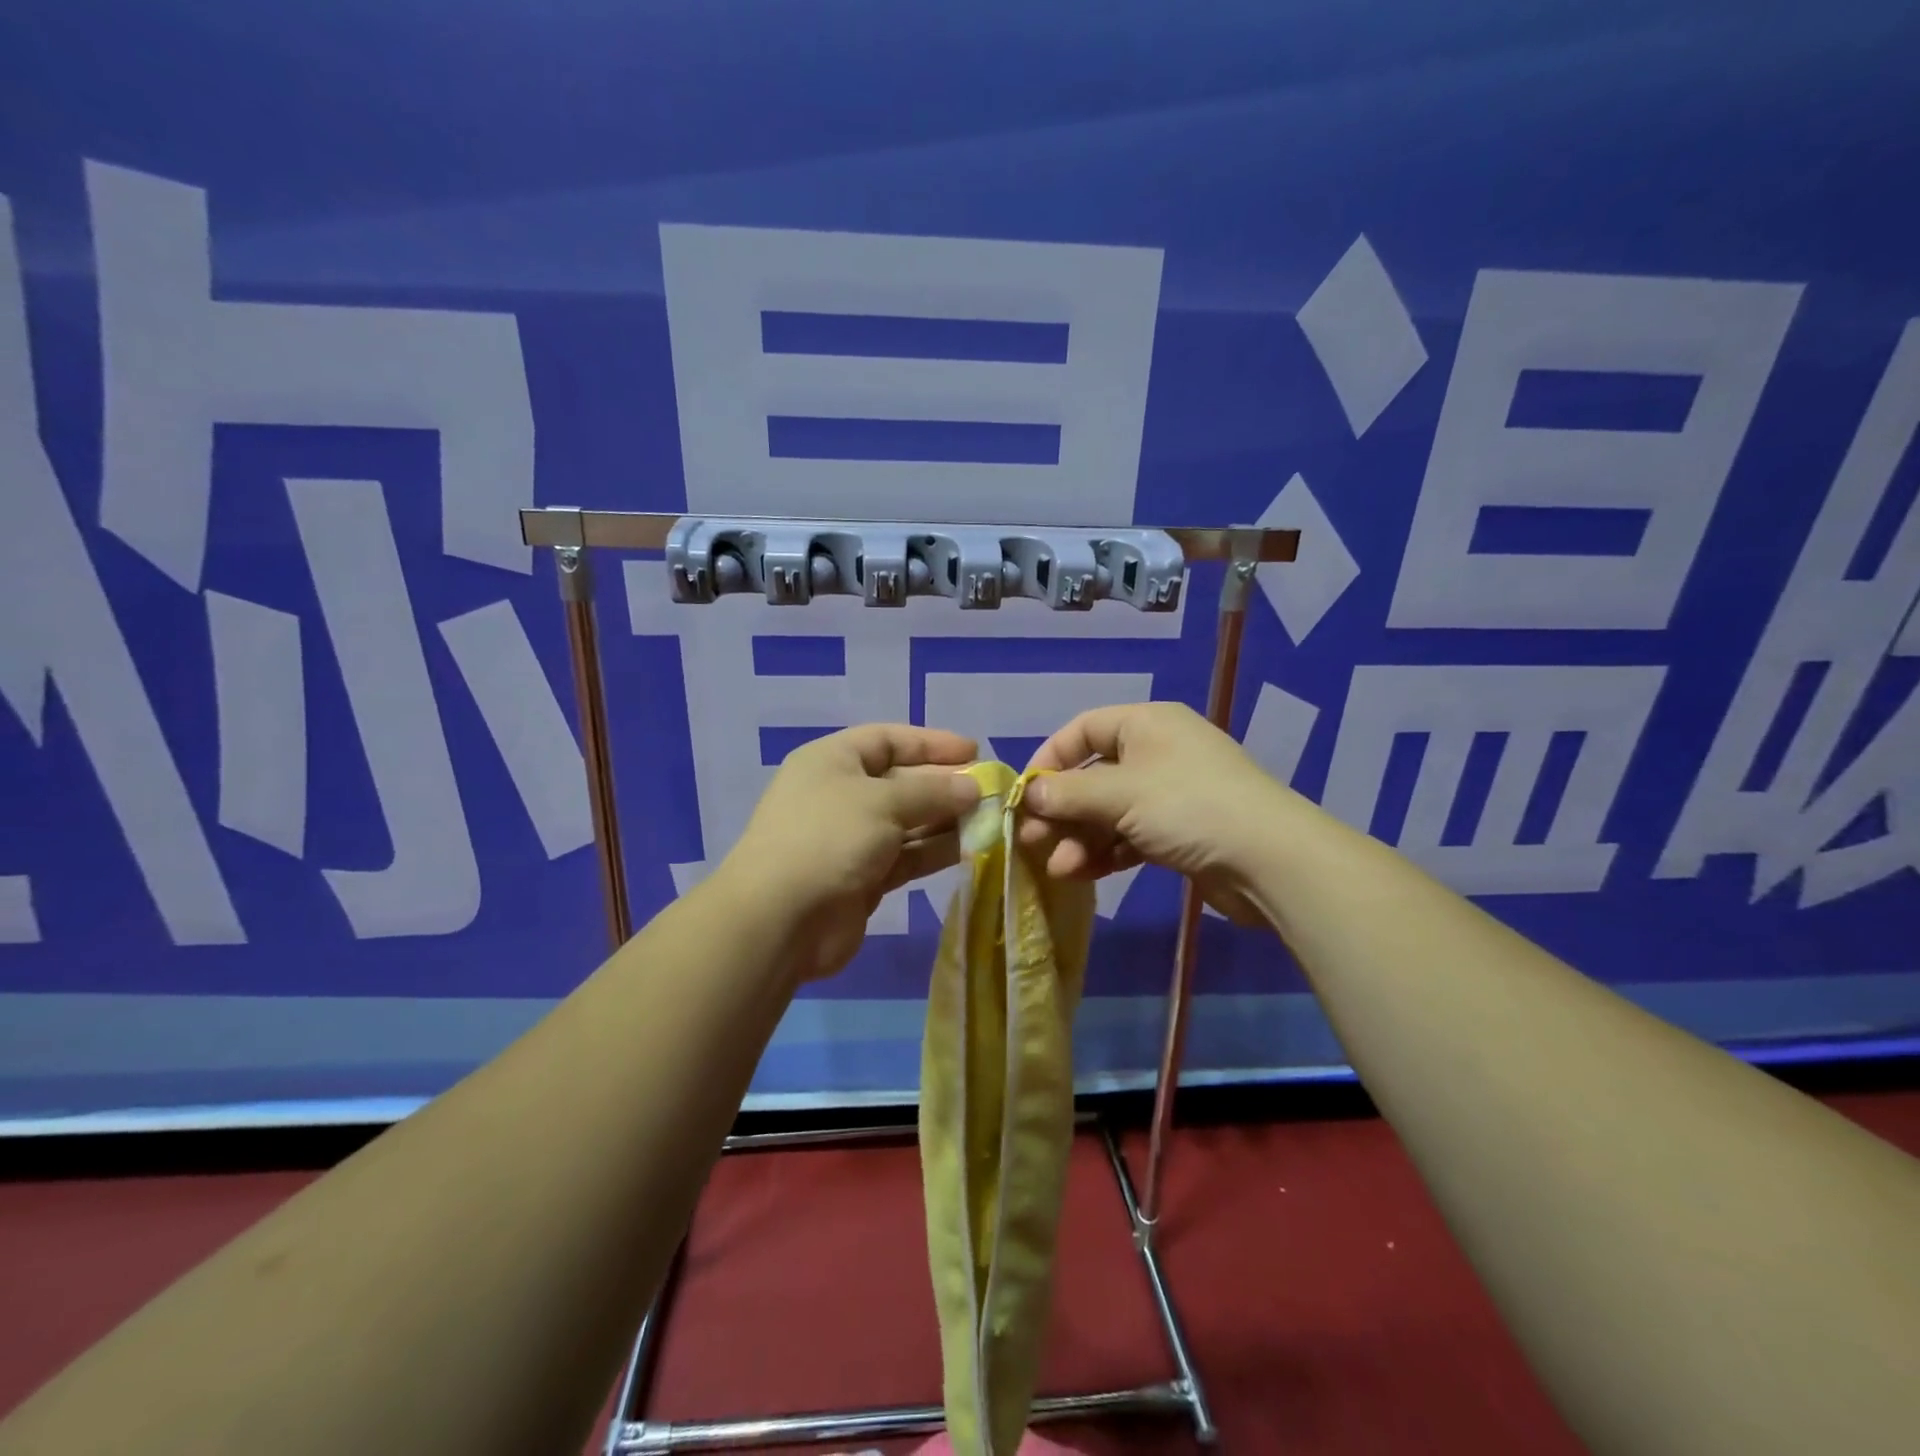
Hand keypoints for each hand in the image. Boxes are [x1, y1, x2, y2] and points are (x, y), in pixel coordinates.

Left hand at [720, 724, 981, 981]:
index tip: (974, 751)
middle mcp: (840, 794)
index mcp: (833, 761)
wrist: (780, 920)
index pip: (888, 740)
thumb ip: (932, 791)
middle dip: (945, 784)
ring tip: (989, 820)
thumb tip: (972, 788)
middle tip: (990, 790)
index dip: (932, 743)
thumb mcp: (883, 801)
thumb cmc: (829, 838)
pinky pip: (905, 855)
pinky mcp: (862, 877)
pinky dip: (934, 850)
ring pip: (907, 821)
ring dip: (945, 820)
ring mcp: (850, 838)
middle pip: (901, 780)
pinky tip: (970, 848)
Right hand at [1017, 701, 1294, 925]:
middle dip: (1061, 810)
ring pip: (1109, 811)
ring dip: (1079, 838)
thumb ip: (1068, 794)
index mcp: (1145, 723)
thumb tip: (1029, 795)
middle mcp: (1156, 752)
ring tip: (1057, 868)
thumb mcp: (1120, 794)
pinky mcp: (1179, 832)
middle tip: (1032, 840)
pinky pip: (1129, 835)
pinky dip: (1105, 852)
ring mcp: (1169, 794)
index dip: (1050, 759)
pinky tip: (1081, 874)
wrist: (1270, 860)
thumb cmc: (1188, 807)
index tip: (1024, 794)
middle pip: (1092, 776)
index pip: (1082, 730)